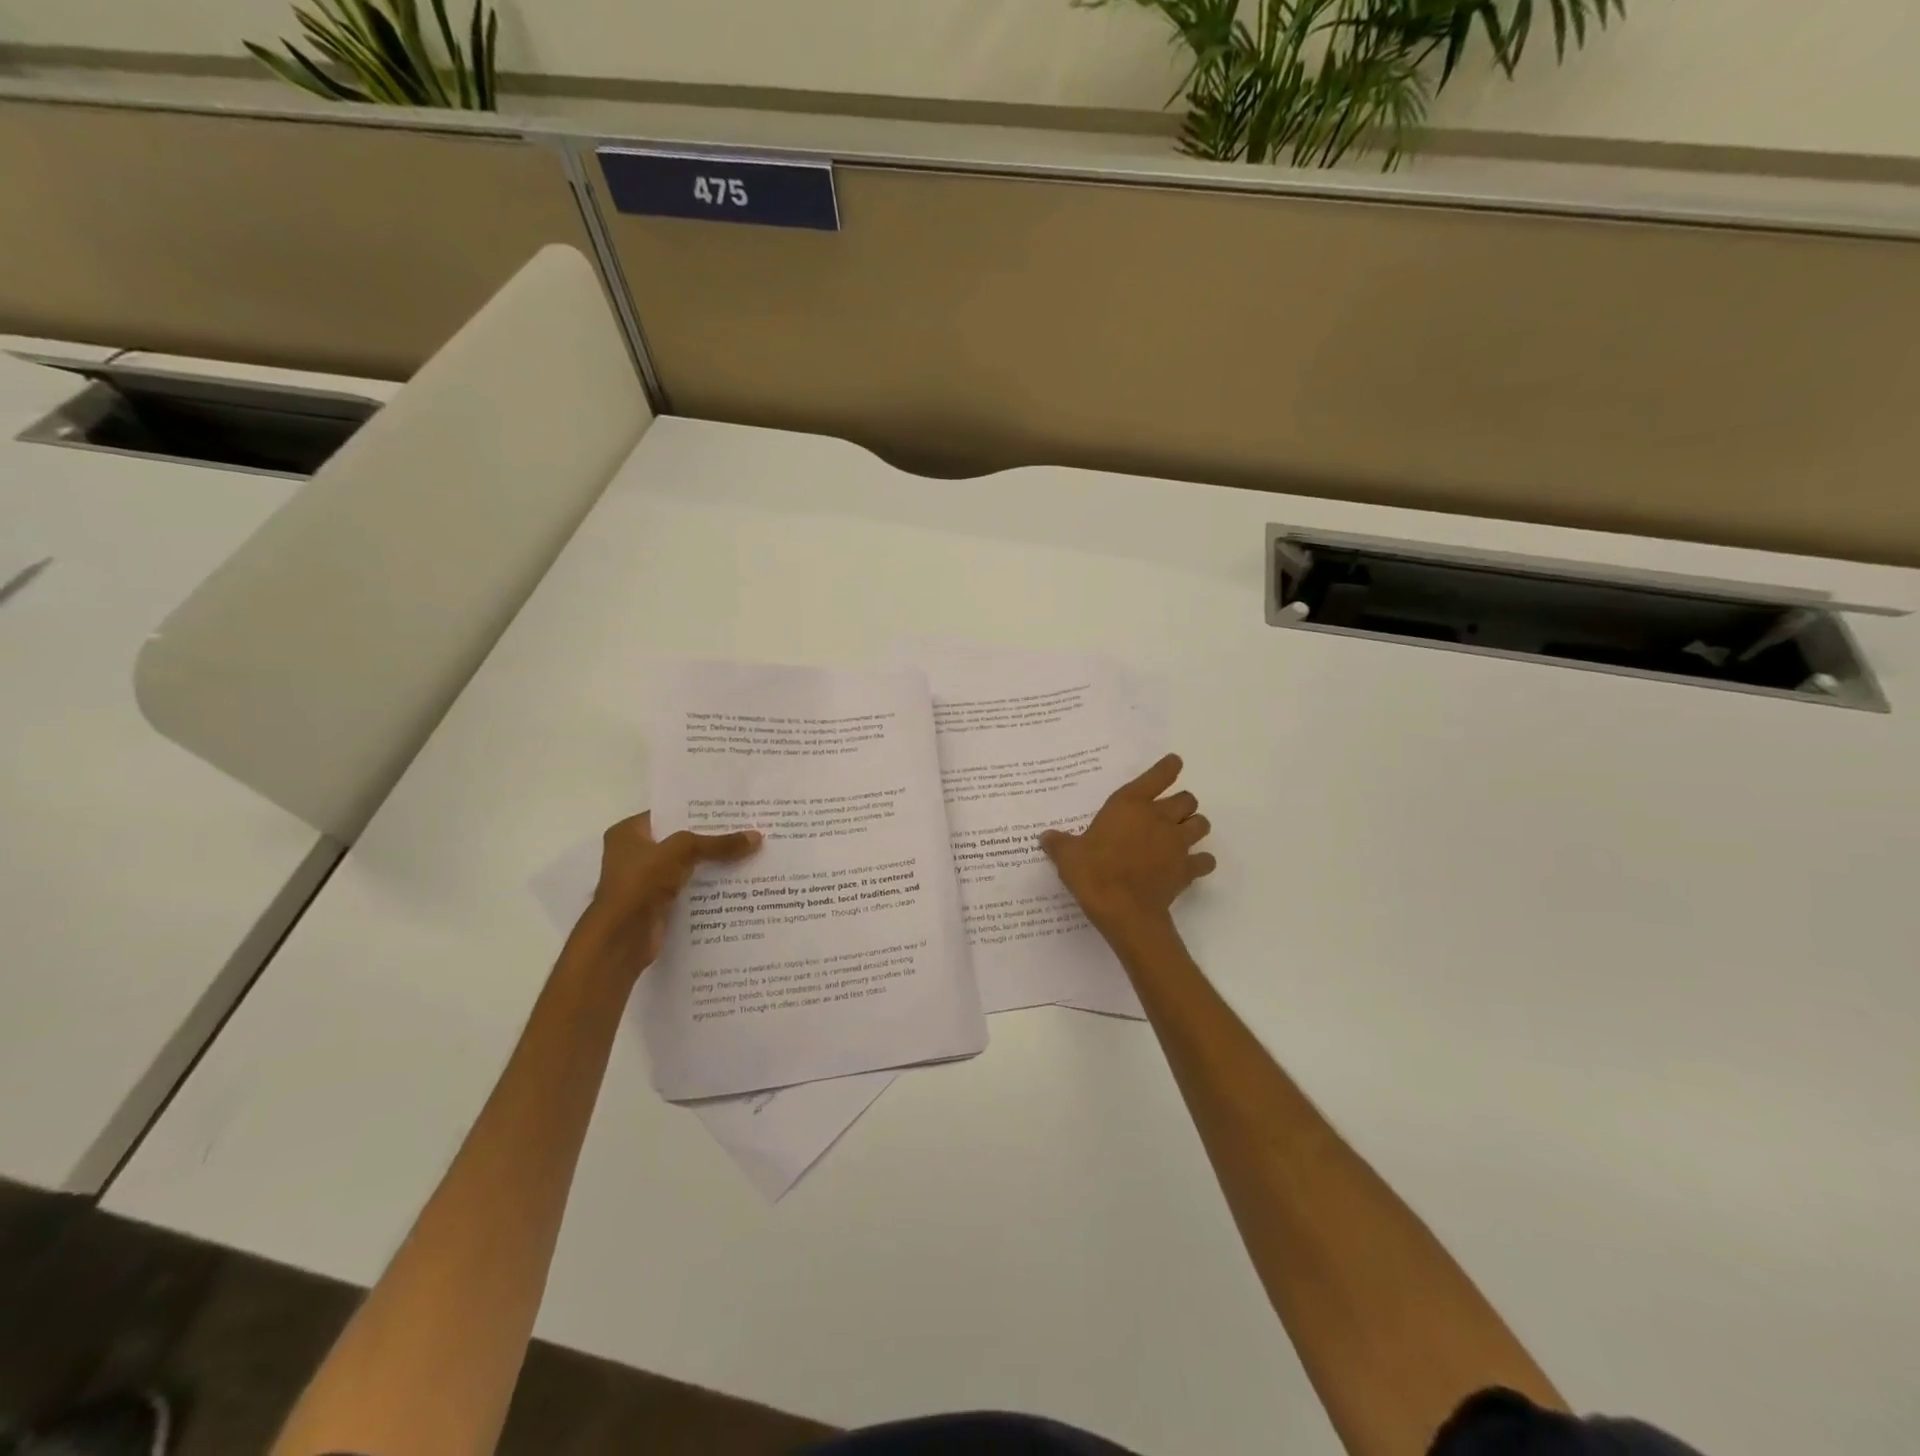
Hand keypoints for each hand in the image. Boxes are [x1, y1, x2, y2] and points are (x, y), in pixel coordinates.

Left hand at [572, 812, 761, 973]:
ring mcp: (646, 881)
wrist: (621, 938)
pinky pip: (689, 888)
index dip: (698, 811)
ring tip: (749, 854)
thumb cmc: (641, 883)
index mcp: (629, 832)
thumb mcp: (682, 851)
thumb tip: (756, 837)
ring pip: (687, 866)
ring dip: (712, 864)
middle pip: (680, 840)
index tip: (731, 809)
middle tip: (747, 829)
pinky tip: (737, 882)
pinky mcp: (658, 904)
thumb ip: (718, 844)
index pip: (669, 813)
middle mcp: (634, 854)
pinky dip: (708, 887)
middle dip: (711, 838)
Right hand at [1040, 754, 1214, 935]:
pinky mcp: (1187, 869)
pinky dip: (1201, 862)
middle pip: (1188, 799)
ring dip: (1194, 827)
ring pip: (1201, 824)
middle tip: (1168, 814)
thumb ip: (1059, 843)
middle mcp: (1159, 817)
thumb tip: (1046, 837)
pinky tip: (1190, 867)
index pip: (1159, 775)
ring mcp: (1177, 843)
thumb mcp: (1067, 855)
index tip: (1174, 763)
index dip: (1168, 767)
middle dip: (1182, 804)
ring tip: (1182, 836)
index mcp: (1131, 804)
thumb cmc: (1093, 872)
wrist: (1123, 909)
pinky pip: (1205, 860)